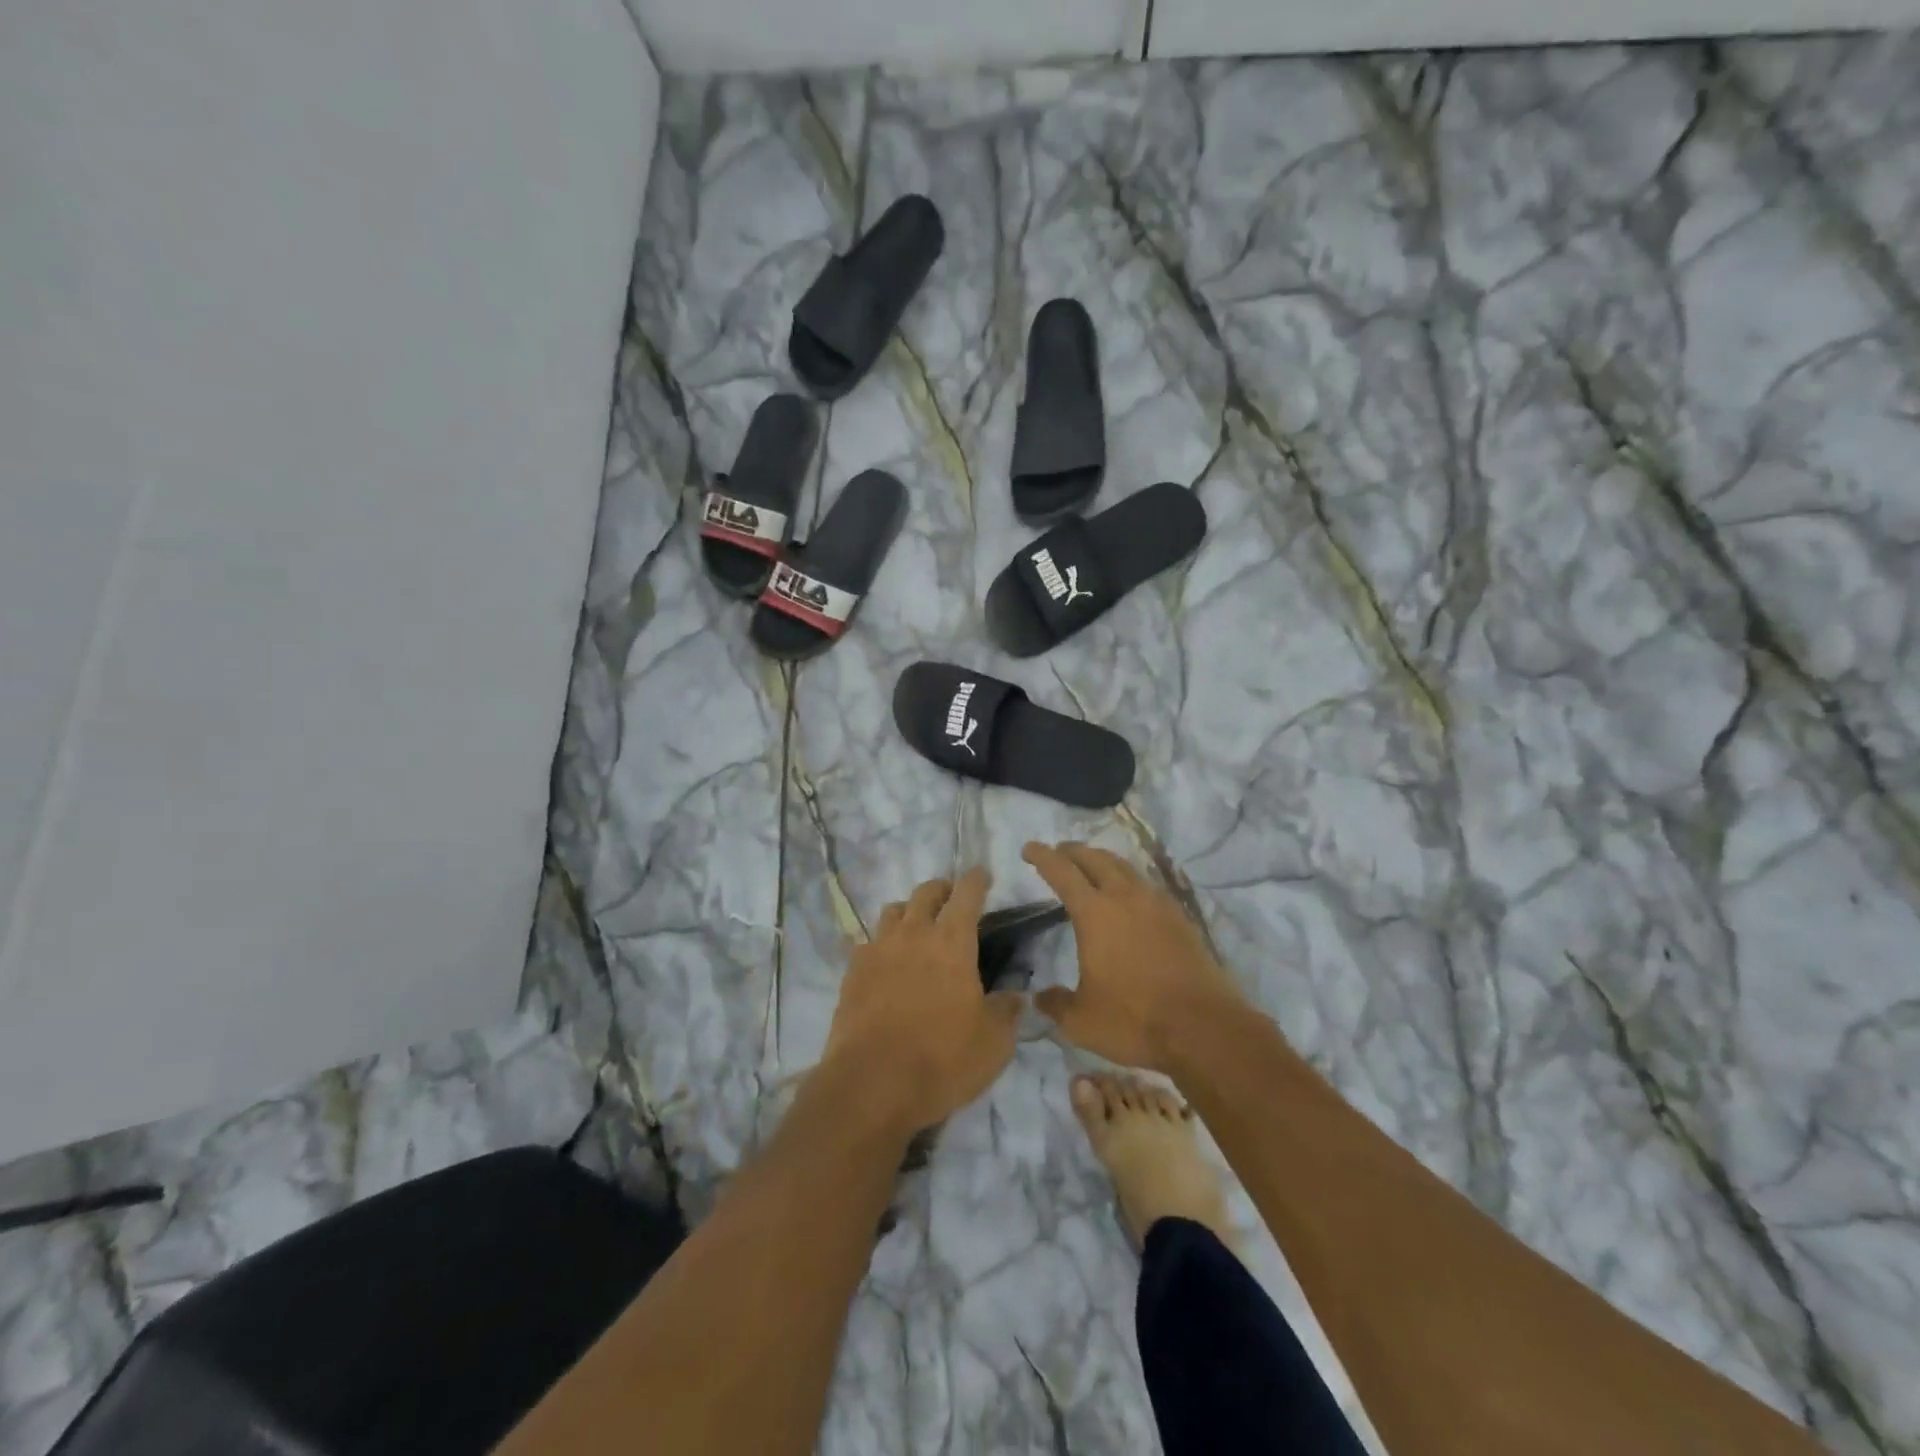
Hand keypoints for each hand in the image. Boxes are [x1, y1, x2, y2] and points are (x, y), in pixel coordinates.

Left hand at [821, 868, 1022, 1136]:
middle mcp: (913, 933)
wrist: (872, 1085)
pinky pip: (865, 942)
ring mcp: (877, 949)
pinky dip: (879, 943)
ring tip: (916, 925)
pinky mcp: (852, 971)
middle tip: (952, 899)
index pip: (967, 893)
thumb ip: (1006, 1011)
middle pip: (925, 892)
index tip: (983, 874)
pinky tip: (883, 958)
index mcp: (952, 941)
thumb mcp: (994, 1043)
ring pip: (892, 910)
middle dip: (942, 889)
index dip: (977, 879)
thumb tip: (1014, 996)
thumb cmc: (943, 1059)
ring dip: (908, 910)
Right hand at [1024, 841, 1243, 1071]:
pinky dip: (1130, 881)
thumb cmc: (1135, 1021)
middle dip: (1073, 851)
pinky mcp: (1181, 920)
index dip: (1043, 857)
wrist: (1204, 1029)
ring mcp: (1158, 906)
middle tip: (1060, 852)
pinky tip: (1132, 896)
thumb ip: (1057, 1004)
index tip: (1029, 848)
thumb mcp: (1082, 1021)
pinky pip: (1149, 886)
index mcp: (1094, 914)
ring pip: (1125, 868)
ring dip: (1104, 861)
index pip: (1062, 872)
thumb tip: (1040, 998)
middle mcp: (1126, 898)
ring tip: (1093, 866)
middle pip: (1096, 859)